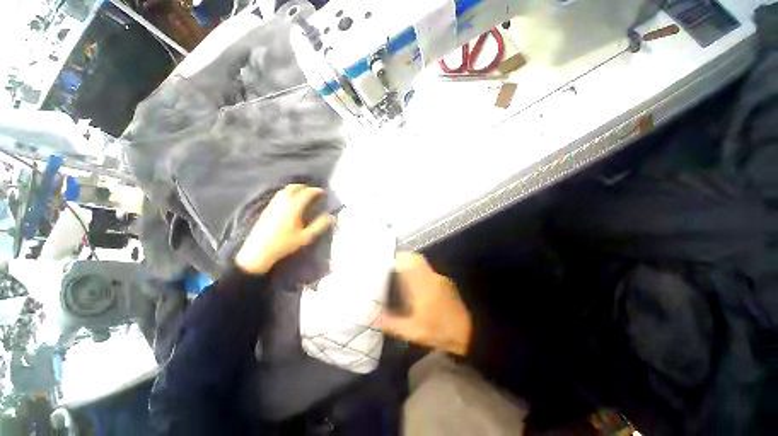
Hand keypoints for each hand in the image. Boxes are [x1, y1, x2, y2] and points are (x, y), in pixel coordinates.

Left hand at [235, 184, 333, 274]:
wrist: (259, 251)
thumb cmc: (285, 244)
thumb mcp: (305, 237)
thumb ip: (319, 225)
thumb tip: (331, 216)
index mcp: (293, 207)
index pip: (306, 193)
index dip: (315, 191)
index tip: (323, 192)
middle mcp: (283, 202)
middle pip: (293, 187)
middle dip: (304, 187)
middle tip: (313, 191)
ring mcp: (273, 204)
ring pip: (284, 190)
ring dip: (295, 189)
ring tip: (302, 194)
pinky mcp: (267, 209)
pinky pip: (278, 195)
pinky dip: (287, 193)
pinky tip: (289, 201)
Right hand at [380, 253, 472, 355]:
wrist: (470, 333)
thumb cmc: (441, 331)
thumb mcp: (414, 332)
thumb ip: (392, 324)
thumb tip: (374, 319)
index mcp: (423, 285)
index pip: (410, 261)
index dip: (399, 258)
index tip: (389, 261)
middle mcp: (432, 277)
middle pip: (416, 259)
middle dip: (404, 259)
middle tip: (393, 268)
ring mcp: (440, 279)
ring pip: (423, 265)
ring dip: (412, 266)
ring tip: (401, 276)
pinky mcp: (446, 283)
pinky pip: (429, 272)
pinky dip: (420, 273)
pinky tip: (416, 286)